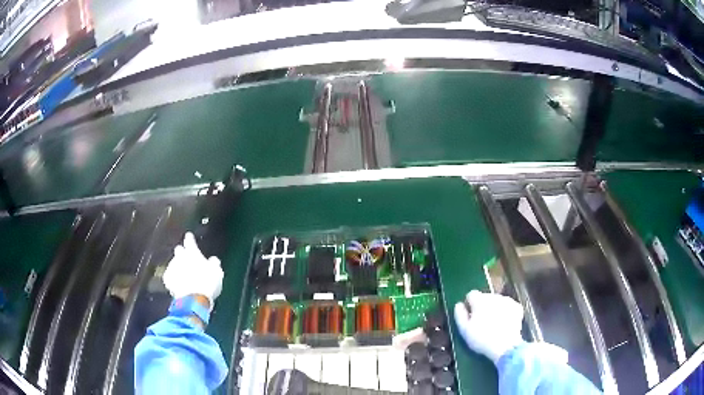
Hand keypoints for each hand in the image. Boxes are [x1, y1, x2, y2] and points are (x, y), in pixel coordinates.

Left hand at [162, 232, 223, 309]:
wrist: (193, 299)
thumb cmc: (208, 283)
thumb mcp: (217, 273)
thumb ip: (214, 263)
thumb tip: (213, 259)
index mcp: (192, 252)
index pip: (189, 240)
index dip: (190, 238)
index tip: (189, 236)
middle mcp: (180, 256)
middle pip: (179, 250)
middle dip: (182, 253)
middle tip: (188, 259)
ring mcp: (172, 267)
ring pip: (174, 263)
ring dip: (178, 267)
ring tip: (184, 276)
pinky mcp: (167, 278)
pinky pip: (170, 275)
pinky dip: (173, 278)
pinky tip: (178, 283)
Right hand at [454, 290, 523, 363]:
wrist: (505, 346)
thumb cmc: (481, 339)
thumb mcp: (464, 330)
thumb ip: (459, 314)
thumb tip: (458, 304)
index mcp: (480, 300)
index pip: (471, 294)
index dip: (469, 304)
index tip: (469, 315)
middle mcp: (494, 296)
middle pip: (485, 297)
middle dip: (482, 306)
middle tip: (481, 322)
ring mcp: (507, 300)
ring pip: (497, 301)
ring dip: (494, 308)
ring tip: (493, 323)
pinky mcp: (517, 307)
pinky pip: (508, 306)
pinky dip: (505, 312)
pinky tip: (504, 323)